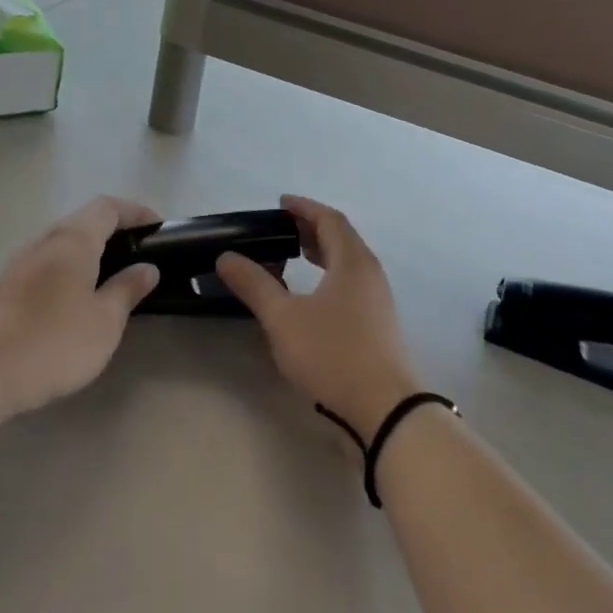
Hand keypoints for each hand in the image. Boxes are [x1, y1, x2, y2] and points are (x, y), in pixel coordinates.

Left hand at [0, 196, 161, 419]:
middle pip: (83, 221)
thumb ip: (127, 290)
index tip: (158, 226)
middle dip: (114, 230)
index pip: (108, 207)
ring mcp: (20, 262)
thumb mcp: (104, 322)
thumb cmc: (52, 342)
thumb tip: (147, 268)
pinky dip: (69, 268)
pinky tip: (75, 298)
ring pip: (62, 242)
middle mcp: (45, 240)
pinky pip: (46, 262)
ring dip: (89, 250)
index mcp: (73, 240)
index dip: (135, 211)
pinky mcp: (5, 285)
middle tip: (139, 253)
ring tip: (111, 276)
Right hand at [216, 195, 421, 440]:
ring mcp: (379, 299)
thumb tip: (227, 257)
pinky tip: (313, 296)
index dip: (304, 208)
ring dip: (323, 253)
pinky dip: (330, 275)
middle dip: (312, 229)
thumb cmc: (333, 353)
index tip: (281, 203)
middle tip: (283, 230)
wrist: (385, 408)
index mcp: (352, 260)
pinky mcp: (379, 324)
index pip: (329, 219)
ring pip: (349, 262)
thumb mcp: (284, 319)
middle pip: (342, 238)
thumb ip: (255, 285)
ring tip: (295, 256)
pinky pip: (353, 283)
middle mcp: (370, 272)